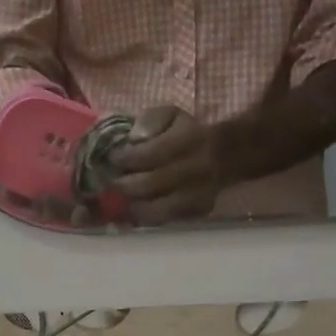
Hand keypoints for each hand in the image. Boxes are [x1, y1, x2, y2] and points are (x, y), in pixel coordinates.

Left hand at [108, 106, 220, 224]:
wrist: (224, 157)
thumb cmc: (187, 133)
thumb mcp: (170, 115)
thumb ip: (150, 120)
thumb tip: (134, 139)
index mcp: (190, 141)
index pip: (152, 153)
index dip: (127, 158)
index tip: (112, 158)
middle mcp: (197, 170)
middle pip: (151, 184)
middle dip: (125, 184)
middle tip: (111, 181)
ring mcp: (199, 195)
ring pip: (157, 210)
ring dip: (133, 205)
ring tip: (122, 198)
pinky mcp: (198, 212)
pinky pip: (165, 220)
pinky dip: (146, 217)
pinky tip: (137, 207)